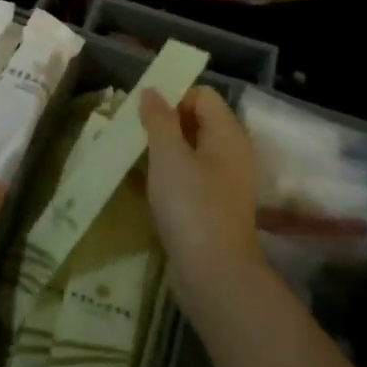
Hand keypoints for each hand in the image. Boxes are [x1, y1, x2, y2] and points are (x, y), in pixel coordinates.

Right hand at [138, 88, 265, 315]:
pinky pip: (190, 178)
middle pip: (197, 121)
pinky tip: (146, 187)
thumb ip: (158, 118)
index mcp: (227, 133)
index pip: (202, 95)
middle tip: (134, 134)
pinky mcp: (215, 207)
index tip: (144, 114)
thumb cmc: (191, 205)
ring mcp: (225, 183)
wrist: (215, 275)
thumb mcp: (168, 155)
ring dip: (164, 151)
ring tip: (134, 159)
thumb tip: (152, 91)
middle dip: (164, 123)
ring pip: (191, 151)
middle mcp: (232, 153)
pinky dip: (170, 176)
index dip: (173, 96)